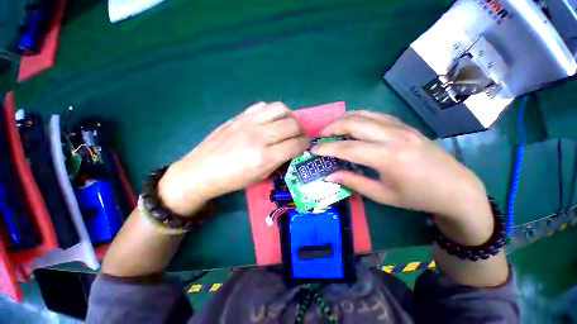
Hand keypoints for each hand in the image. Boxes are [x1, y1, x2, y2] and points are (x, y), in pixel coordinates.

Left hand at [158, 102, 308, 215]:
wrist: (201, 171)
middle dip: (300, 131)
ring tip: (286, 125)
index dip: (305, 144)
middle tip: (297, 137)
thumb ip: (279, 160)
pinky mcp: (240, 116)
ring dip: (289, 117)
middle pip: (292, 125)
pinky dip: (272, 112)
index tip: (306, 145)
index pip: (295, 145)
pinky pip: (263, 106)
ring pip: (280, 109)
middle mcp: (259, 136)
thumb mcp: (260, 176)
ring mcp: (248, 122)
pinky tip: (269, 121)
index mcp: (264, 157)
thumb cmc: (232, 180)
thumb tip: (293, 148)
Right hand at [312, 111, 492, 244]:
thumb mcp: (382, 195)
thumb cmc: (418, 197)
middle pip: (354, 122)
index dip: (327, 148)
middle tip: (320, 136)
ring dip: (343, 119)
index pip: (348, 148)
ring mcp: (401, 127)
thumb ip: (353, 181)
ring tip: (332, 129)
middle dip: (332, 127)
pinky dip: (358, 117)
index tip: (313, 149)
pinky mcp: (404, 125)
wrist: (456, 188)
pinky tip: (352, 126)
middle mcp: (393, 136)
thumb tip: (329, 175)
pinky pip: (375, 115)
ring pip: (364, 113)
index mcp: (388, 157)